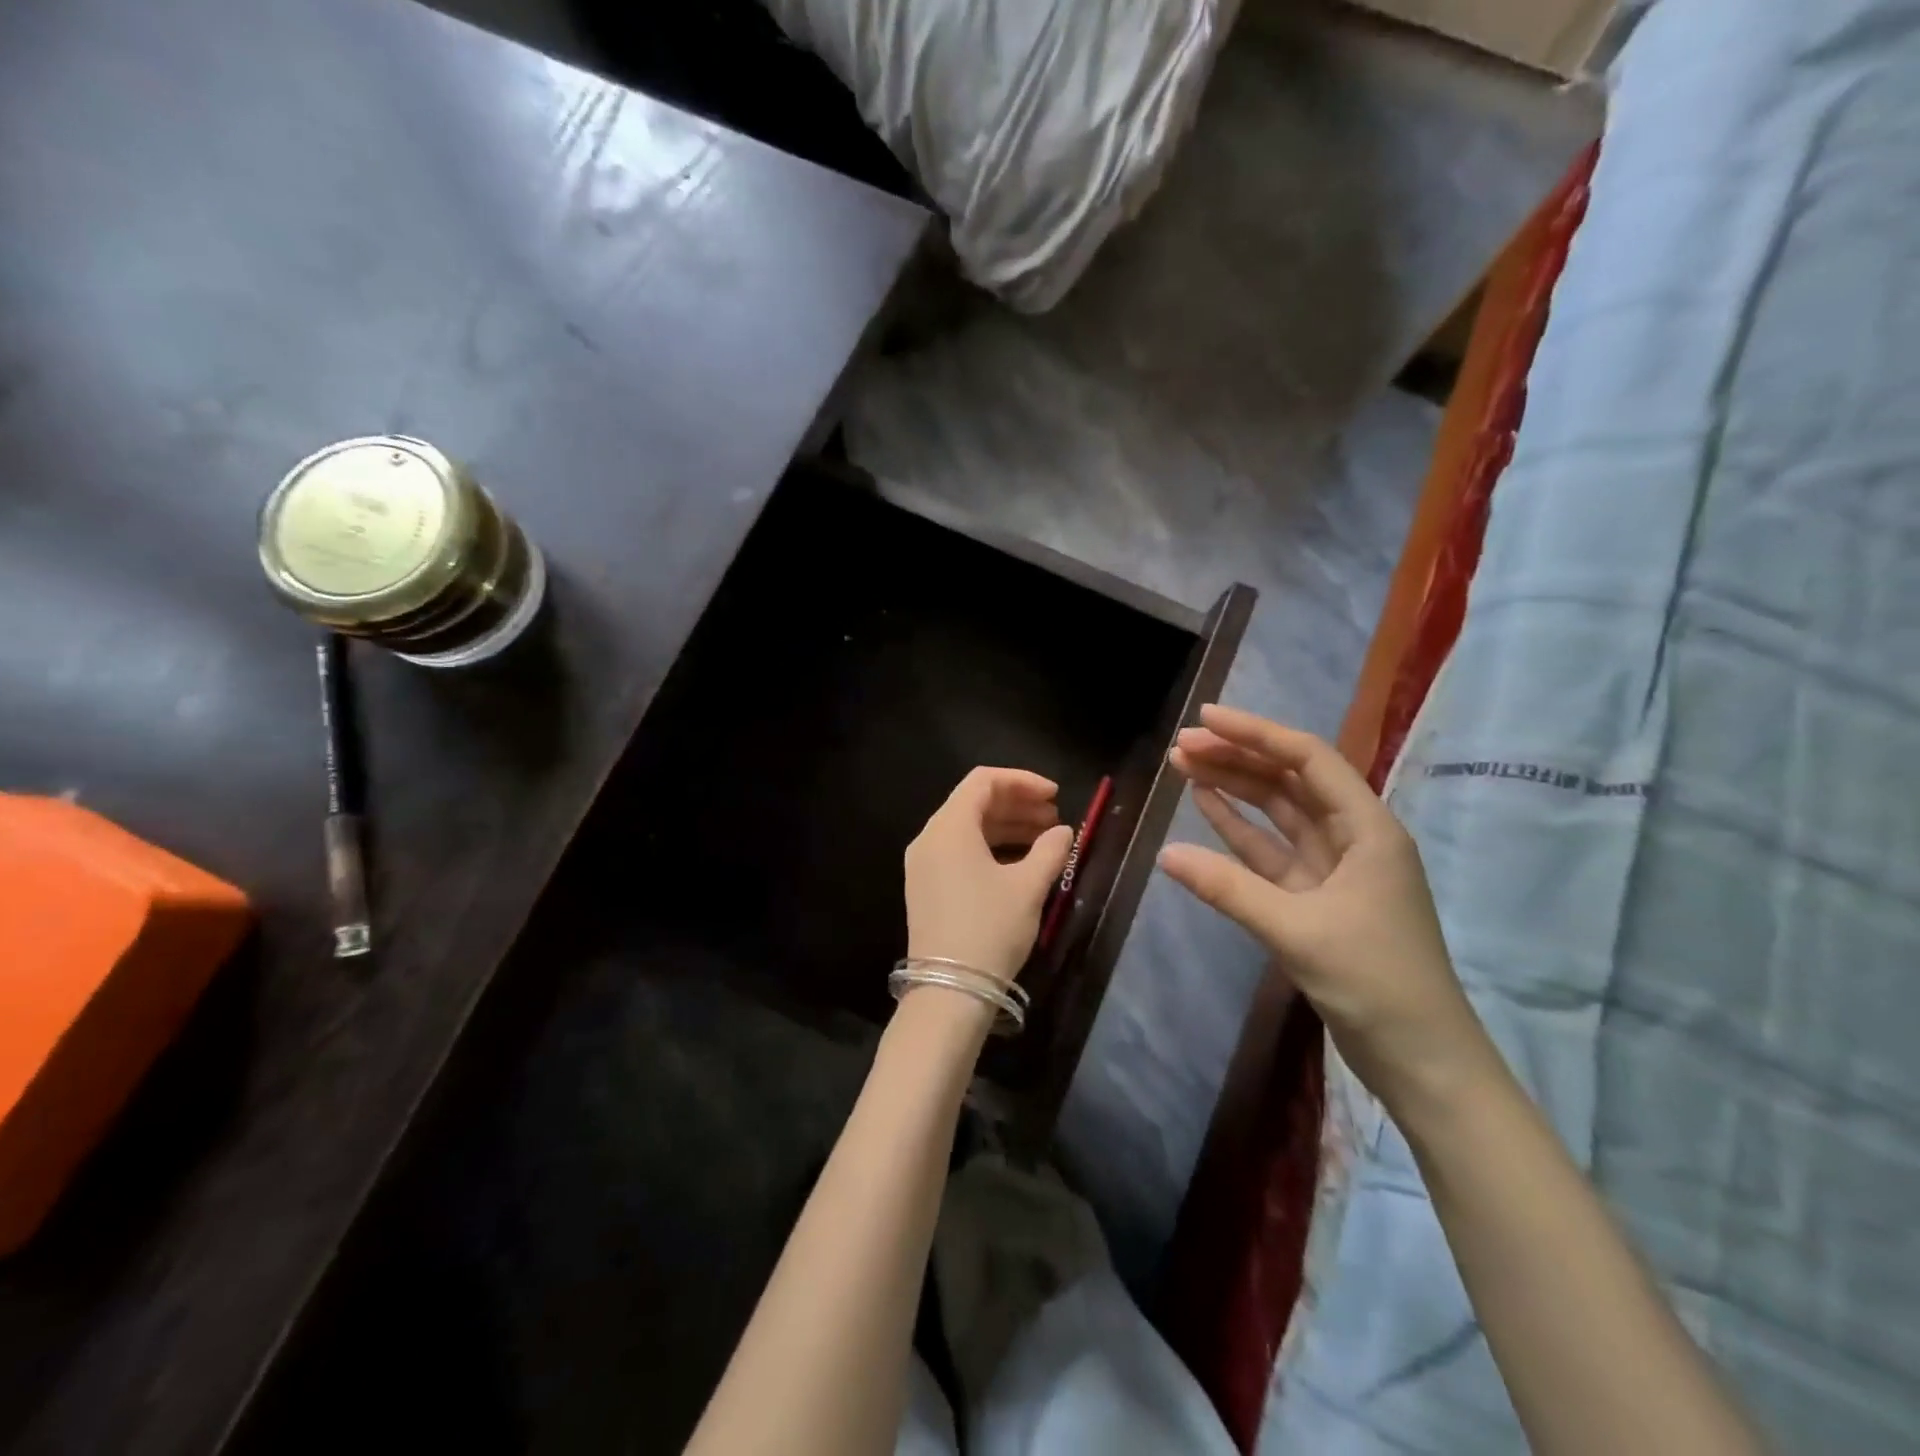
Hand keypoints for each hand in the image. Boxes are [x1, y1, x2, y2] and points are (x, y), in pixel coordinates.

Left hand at [904, 768, 1076, 985]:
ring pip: (967, 829)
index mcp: (949, 828)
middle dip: (1017, 805)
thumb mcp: (1028, 887)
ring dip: (1006, 827)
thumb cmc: (990, 929)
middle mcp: (929, 838)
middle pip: (974, 803)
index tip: (1056, 796)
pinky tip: (1020, 862)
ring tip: (1045, 839)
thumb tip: (1062, 832)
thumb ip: (1050, 850)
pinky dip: (990, 847)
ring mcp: (923, 864)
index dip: (1022, 781)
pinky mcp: (926, 887)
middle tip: (1054, 818)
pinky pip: (959, 851)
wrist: (949, 991)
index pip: (983, 781)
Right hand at [1158, 705, 1490, 1108]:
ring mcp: (1333, 868)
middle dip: (1237, 758)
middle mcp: (1353, 837)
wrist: (1421, 1060)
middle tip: (1180, 746)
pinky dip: (1239, 830)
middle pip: (1289, 781)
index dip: (1255, 734)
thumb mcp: (1298, 931)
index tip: (1205, 719)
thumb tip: (1166, 853)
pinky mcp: (1315, 898)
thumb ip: (1229, 889)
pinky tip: (1207, 807)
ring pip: (1277, 814)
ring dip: (1234, 788)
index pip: (1307, 760)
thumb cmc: (1374, 983)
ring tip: (1185, 765)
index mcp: (1368, 829)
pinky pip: (1271, 851)